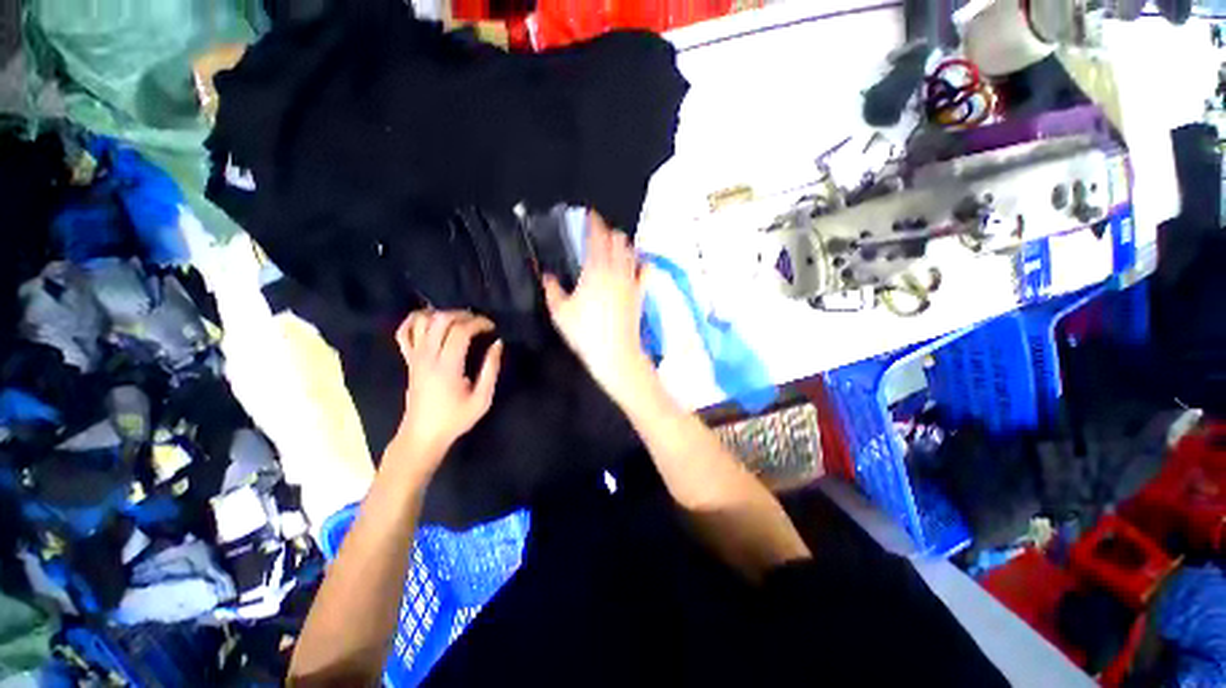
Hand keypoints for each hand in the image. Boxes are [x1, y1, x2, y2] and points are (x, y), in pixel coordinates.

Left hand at [393, 310, 502, 466]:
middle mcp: (427, 357)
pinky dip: (415, 321)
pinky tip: (429, 321)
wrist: (423, 435)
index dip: (478, 323)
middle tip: (478, 322)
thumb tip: (498, 344)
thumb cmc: (455, 419)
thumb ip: (491, 369)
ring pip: (421, 321)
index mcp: (447, 366)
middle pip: (440, 320)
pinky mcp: (408, 360)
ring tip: (458, 321)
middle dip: (462, 314)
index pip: (460, 331)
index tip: (492, 328)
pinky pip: (404, 332)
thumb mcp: (482, 399)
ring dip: (441, 314)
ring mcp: (414, 357)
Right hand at [543, 212, 652, 405]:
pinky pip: (645, 270)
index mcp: (595, 270)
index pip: (597, 236)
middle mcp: (616, 270)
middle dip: (608, 231)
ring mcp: (631, 281)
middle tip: (598, 233)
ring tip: (614, 246)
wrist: (615, 353)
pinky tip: (634, 264)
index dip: (594, 222)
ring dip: (622, 244)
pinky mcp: (640, 293)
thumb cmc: (585, 333)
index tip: (590, 215)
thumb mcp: (560, 312)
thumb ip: (551, 289)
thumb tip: (547, 275)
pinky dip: (640, 262)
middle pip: (617, 239)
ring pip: (631, 251)